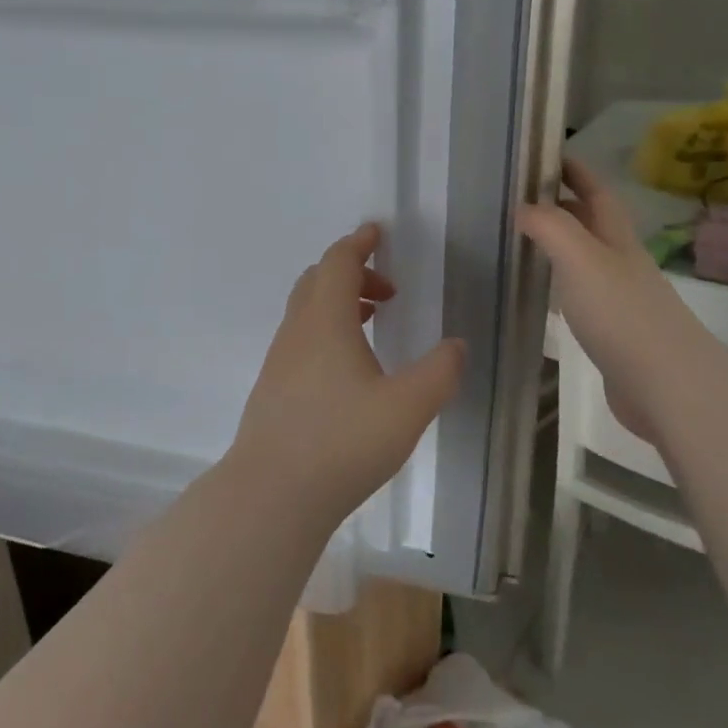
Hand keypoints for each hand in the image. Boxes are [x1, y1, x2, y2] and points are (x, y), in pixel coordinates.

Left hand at [227, 224, 465, 525]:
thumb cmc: (342, 442)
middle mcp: (297, 331)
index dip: (359, 243)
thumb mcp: (408, 407)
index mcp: (326, 320)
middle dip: (352, 273)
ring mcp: (279, 360)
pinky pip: (300, 338)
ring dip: (338, 303)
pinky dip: (325, 330)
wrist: (271, 494)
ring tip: (373, 323)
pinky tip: (346, 368)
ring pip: (306, 311)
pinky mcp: (272, 388)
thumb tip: (455, 345)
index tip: (378, 233)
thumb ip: (439, 372)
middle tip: (387, 291)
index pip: (338, 262)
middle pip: (317, 280)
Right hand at [517, 159, 691, 443]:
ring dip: (560, 246)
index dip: (576, 171)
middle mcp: (621, 264)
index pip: (597, 193)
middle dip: (564, 206)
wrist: (668, 387)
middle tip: (522, 199)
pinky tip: (543, 296)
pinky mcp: (614, 334)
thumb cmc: (623, 314)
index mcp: (617, 240)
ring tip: (523, 241)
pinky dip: (561, 286)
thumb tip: (523, 206)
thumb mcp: (581, 258)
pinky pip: (582, 296)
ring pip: (586, 260)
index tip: (547, 156)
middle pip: (593, 225)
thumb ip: (550, 227)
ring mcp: (620, 300)